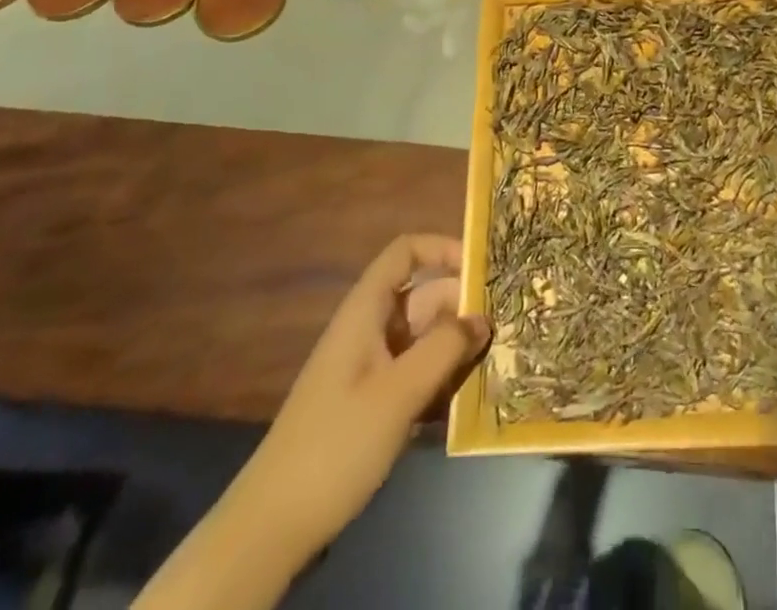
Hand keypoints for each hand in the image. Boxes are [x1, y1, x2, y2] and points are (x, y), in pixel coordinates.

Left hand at [135, 235, 489, 609]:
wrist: (272, 527)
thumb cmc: (336, 444)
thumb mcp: (398, 393)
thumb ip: (445, 349)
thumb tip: (484, 317)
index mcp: (366, 311)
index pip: (405, 253)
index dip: (443, 249)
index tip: (481, 270)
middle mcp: (370, 330)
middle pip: (424, 297)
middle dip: (463, 309)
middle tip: (505, 329)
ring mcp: (371, 369)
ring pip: (425, 339)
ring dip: (457, 349)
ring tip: (496, 364)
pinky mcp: (374, 405)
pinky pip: (418, 375)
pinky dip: (442, 381)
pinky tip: (467, 403)